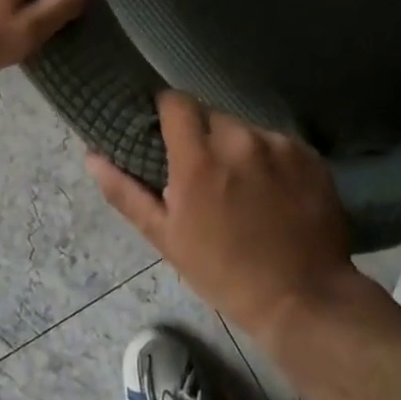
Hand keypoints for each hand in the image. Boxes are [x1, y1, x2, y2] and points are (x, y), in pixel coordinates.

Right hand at [85, 92, 360, 339]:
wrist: (304, 298)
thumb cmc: (224, 273)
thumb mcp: (167, 238)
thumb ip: (126, 192)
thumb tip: (92, 156)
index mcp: (199, 159)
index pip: (175, 102)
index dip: (166, 111)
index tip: (164, 131)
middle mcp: (240, 139)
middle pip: (210, 115)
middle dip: (202, 136)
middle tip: (204, 172)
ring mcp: (279, 144)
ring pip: (245, 128)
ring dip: (237, 147)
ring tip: (242, 186)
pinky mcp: (308, 154)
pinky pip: (276, 143)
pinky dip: (269, 159)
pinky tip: (274, 192)